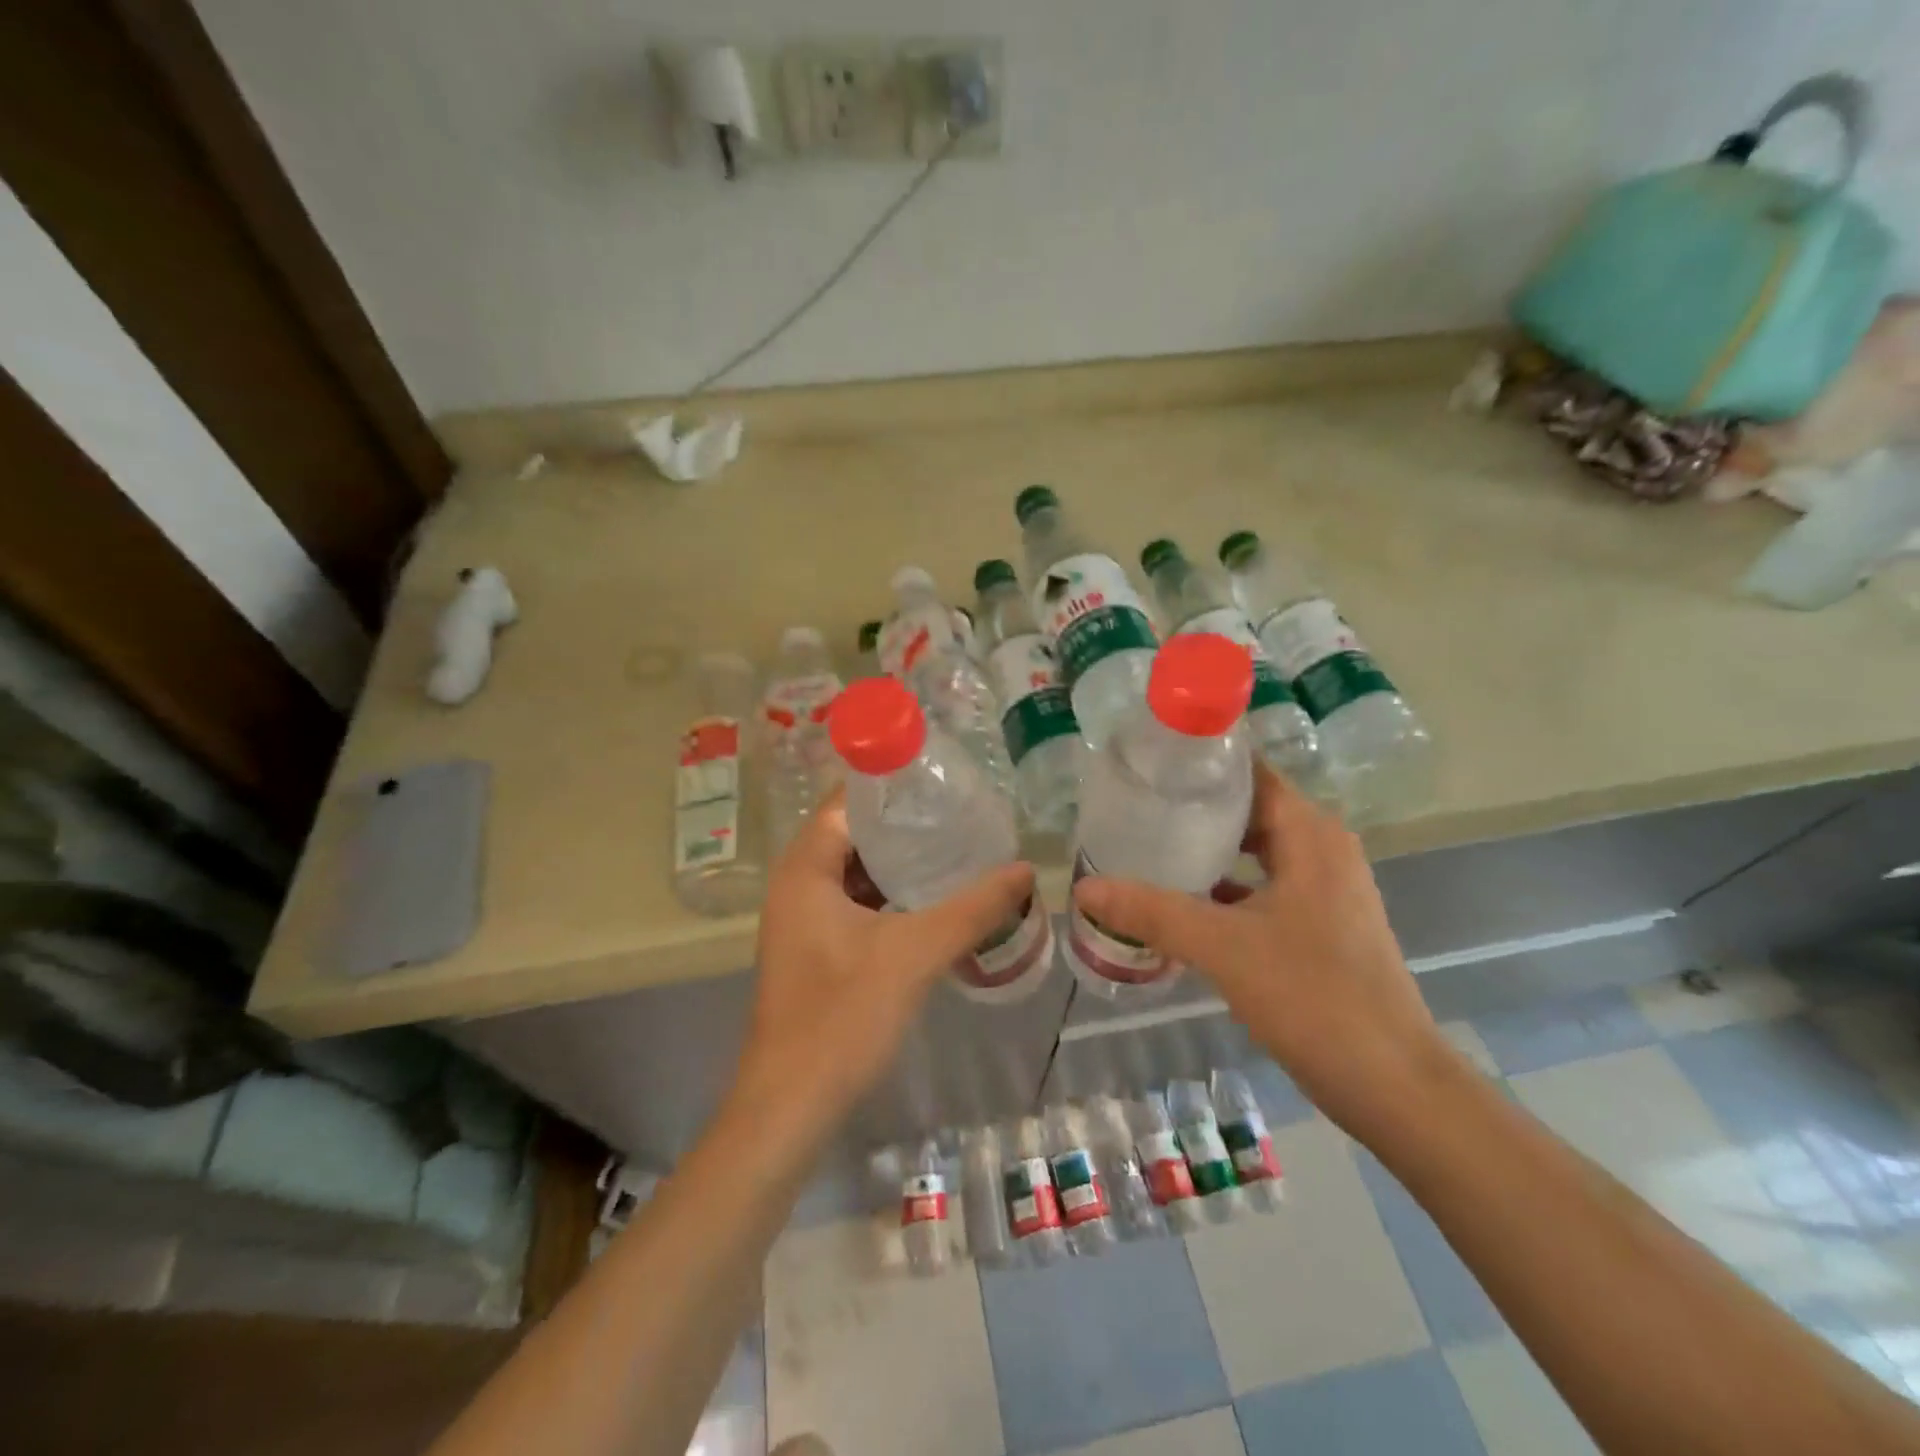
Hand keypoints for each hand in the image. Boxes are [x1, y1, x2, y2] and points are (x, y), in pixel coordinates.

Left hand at [733, 790, 1034, 1134]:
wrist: (792, 1106)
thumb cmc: (843, 1017)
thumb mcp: (915, 954)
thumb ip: (973, 908)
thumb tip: (1025, 870)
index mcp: (805, 868)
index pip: (848, 800)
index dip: (893, 785)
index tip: (944, 779)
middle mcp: (797, 884)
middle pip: (854, 833)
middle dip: (906, 825)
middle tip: (962, 813)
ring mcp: (804, 919)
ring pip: (857, 872)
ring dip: (901, 863)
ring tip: (958, 849)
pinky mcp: (815, 949)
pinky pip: (857, 903)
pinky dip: (892, 897)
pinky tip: (936, 901)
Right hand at [1072, 762, 1451, 1135]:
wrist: (1394, 1086)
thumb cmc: (1315, 997)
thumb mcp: (1223, 947)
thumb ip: (1152, 912)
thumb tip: (1083, 888)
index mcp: (1310, 834)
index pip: (1249, 772)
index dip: (1199, 763)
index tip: (1145, 764)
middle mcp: (1322, 849)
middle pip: (1247, 810)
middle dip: (1192, 808)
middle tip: (1132, 806)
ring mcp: (1324, 889)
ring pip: (1255, 851)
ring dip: (1206, 850)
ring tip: (1145, 846)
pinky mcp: (1320, 925)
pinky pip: (1263, 887)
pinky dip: (1224, 888)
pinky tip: (1179, 902)